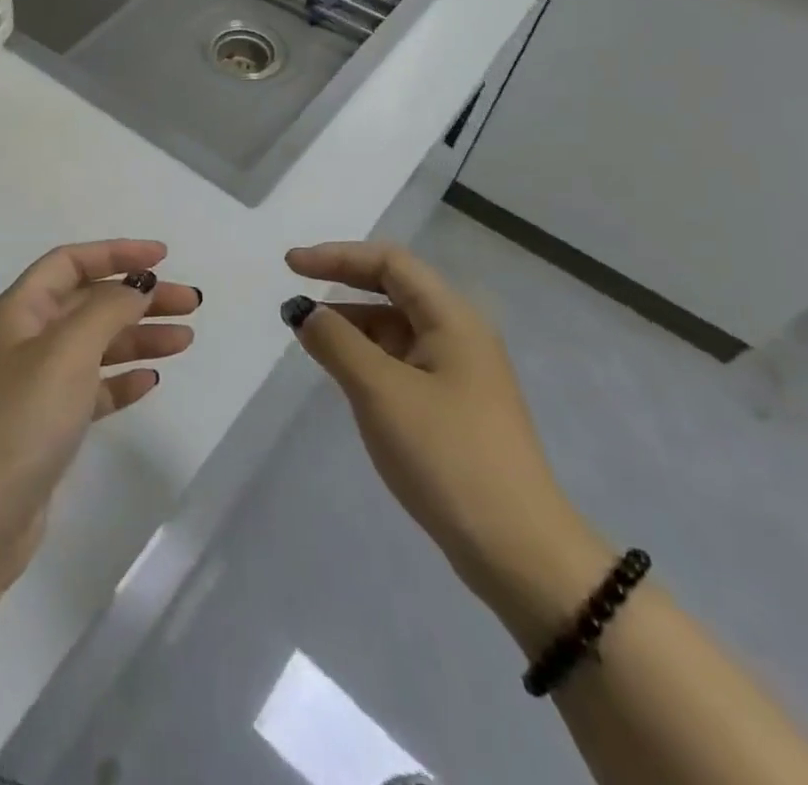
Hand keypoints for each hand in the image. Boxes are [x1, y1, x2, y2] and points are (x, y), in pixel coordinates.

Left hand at [0, 240, 199, 587]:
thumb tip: (138, 285)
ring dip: (139, 337)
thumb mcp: (67, 351)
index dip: (116, 253)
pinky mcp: (48, 425)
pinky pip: (93, 388)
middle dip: (139, 298)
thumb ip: (107, 309)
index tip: (164, 257)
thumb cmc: (20, 419)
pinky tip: (151, 382)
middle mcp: (27, 339)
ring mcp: (37, 384)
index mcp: (21, 310)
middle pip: (90, 302)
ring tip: (186, 341)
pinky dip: (122, 380)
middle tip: (191, 304)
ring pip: (96, 345)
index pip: (71, 262)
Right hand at [282, 242, 610, 643]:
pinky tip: (342, 373)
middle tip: (294, 292)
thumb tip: (303, 310)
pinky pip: (400, 361)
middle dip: (342, 284)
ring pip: (395, 328)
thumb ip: (336, 342)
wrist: (517, 552)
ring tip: (308, 336)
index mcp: (452, 318)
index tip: (291, 266)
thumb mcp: (381, 392)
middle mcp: (459, 335)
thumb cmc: (446, 456)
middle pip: (393, 289)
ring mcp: (458, 373)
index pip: (390, 262)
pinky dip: (366, 357)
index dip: (337, 256)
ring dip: (351, 324)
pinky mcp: (452, 407)